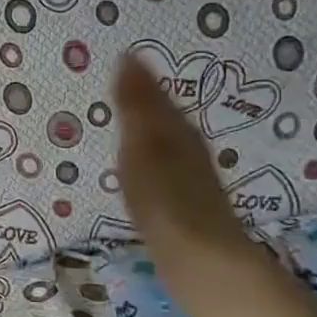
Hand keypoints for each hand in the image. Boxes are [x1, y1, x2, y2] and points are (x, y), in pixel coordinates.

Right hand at [114, 52, 260, 283]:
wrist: (201, 261)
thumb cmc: (166, 199)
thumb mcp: (143, 145)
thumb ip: (136, 105)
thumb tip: (128, 55)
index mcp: (178, 130)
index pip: (157, 94)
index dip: (139, 78)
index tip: (117, 59)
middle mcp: (189, 148)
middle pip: (165, 116)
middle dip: (144, 100)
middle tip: (115, 84)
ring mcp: (189, 178)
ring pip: (166, 141)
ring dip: (146, 129)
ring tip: (121, 122)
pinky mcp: (184, 205)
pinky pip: (162, 167)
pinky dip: (148, 159)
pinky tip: (138, 169)